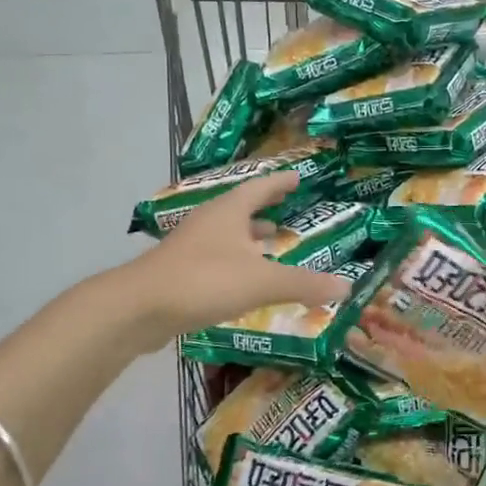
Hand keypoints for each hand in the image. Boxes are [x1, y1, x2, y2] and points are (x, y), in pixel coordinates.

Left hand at [133, 173, 351, 344]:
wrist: (139, 308)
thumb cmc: (204, 281)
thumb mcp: (262, 282)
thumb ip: (304, 284)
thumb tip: (346, 286)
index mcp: (229, 212)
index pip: (260, 188)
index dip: (280, 183)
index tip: (297, 177)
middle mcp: (209, 222)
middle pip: (241, 208)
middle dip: (264, 209)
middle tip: (286, 208)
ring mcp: (190, 246)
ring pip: (227, 234)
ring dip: (249, 236)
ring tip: (271, 242)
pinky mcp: (180, 271)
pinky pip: (216, 258)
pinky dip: (236, 261)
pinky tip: (244, 279)